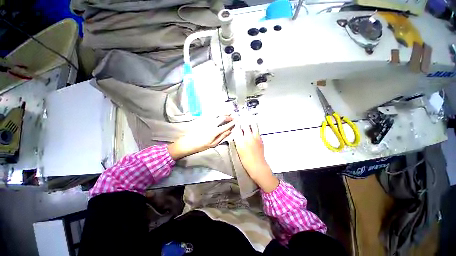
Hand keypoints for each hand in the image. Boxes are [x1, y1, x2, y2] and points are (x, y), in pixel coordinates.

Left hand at [168, 116, 234, 159]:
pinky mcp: (203, 120)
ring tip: (228, 112)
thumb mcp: (213, 144)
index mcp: (215, 131)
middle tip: (233, 116)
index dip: (232, 122)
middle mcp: (211, 124)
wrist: (187, 143)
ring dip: (223, 113)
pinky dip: (217, 113)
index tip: (237, 120)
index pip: (226, 125)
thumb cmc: (201, 146)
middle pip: (222, 117)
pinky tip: (219, 114)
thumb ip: (222, 137)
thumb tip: (229, 131)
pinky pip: (212, 115)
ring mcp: (206, 121)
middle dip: (229, 116)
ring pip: (217, 114)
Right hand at [233, 121, 278, 192]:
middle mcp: (248, 137)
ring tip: (248, 119)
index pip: (237, 129)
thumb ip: (238, 140)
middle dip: (243, 120)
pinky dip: (255, 127)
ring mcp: (256, 137)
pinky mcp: (260, 139)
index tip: (236, 122)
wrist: (257, 165)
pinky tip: (253, 127)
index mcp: (241, 141)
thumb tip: (237, 134)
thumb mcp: (238, 150)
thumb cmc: (246, 160)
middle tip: (242, 117)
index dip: (236, 124)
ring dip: (250, 122)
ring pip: (253, 125)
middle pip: (245, 125)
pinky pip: (257, 130)